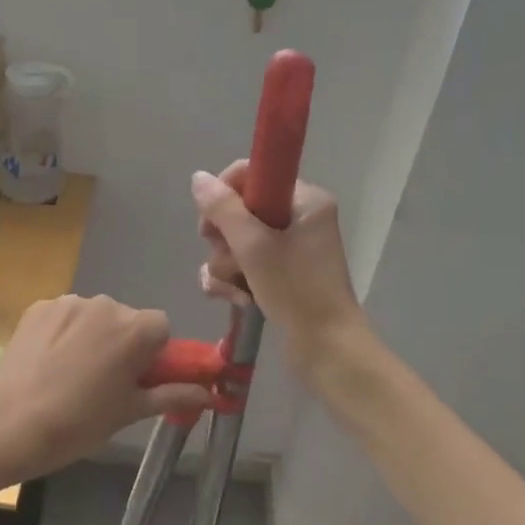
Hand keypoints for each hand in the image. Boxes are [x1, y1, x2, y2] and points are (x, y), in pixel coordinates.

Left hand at [0, 295, 210, 480]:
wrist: (9, 423)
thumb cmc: (79, 423)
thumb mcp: (130, 412)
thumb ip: (172, 394)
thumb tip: (210, 394)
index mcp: (135, 328)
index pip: (161, 328)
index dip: (153, 355)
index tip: (136, 380)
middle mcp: (106, 304)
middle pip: (127, 320)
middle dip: (122, 344)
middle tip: (103, 383)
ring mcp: (69, 301)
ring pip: (94, 317)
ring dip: (92, 337)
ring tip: (69, 375)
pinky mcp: (39, 306)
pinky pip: (65, 316)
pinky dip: (63, 333)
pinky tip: (48, 362)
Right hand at [193, 163, 363, 364]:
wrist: (326, 350)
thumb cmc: (296, 290)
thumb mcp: (254, 246)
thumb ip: (223, 209)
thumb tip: (198, 177)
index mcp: (304, 200)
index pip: (253, 174)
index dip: (224, 194)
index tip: (211, 222)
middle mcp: (298, 218)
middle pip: (238, 211)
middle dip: (224, 241)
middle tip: (229, 259)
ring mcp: (288, 249)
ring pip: (235, 242)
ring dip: (226, 267)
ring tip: (235, 289)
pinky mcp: (279, 275)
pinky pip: (242, 265)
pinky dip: (233, 281)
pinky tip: (235, 300)